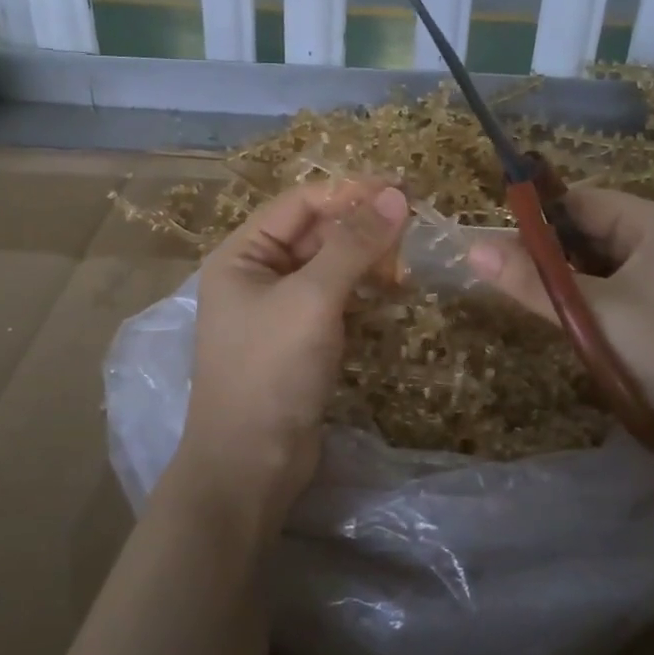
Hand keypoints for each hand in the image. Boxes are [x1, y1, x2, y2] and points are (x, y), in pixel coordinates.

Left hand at [164, 179, 409, 539]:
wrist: (251, 464)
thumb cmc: (272, 372)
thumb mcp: (312, 299)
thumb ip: (354, 244)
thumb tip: (395, 194)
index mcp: (242, 254)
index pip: (300, 203)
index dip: (350, 192)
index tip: (402, 190)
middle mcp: (255, 275)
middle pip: (315, 233)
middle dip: (361, 230)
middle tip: (412, 234)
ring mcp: (277, 309)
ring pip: (328, 267)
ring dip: (365, 261)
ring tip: (405, 270)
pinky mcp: (298, 340)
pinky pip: (333, 300)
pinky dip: (361, 292)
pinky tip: (390, 296)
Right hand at [467, 188, 653, 449]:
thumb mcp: (592, 314)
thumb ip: (531, 280)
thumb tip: (471, 247)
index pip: (581, 201)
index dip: (537, 220)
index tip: (497, 250)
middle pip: (591, 231)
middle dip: (550, 256)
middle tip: (510, 284)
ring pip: (601, 265)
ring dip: (568, 283)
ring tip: (537, 307)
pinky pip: (617, 291)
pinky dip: (589, 303)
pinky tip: (573, 328)